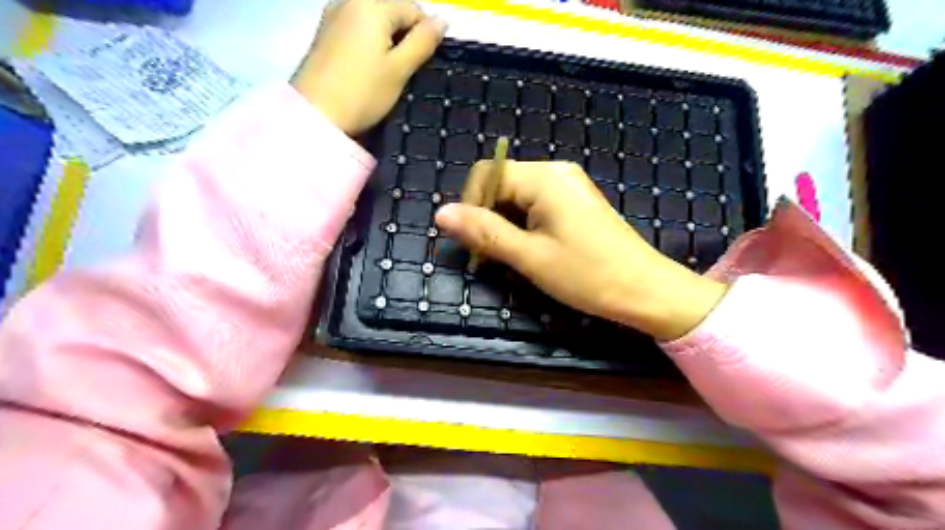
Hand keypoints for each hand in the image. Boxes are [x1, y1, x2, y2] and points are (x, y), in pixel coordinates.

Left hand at [293, 0, 447, 135]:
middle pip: (392, 11)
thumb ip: (423, 42)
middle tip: (404, 71)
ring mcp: (333, 15)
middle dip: (404, 37)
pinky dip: (369, 45)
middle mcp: (351, 0)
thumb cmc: (362, 93)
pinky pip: (357, 29)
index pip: (413, 9)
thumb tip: (443, 20)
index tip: (421, 65)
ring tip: (386, 73)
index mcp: (372, 5)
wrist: (315, 115)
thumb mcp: (399, 70)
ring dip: (387, 42)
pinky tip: (367, 69)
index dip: (424, 36)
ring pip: (374, 21)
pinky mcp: (324, 33)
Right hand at [436, 160, 729, 340]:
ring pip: (517, 196)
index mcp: (543, 178)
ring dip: (504, 224)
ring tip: (512, 256)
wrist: (645, 290)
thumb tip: (441, 214)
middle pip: (502, 183)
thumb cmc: (587, 274)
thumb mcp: (529, 257)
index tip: (474, 243)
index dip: (471, 206)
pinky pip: (536, 205)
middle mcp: (555, 172)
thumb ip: (484, 232)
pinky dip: (523, 225)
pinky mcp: (575, 202)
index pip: (487, 175)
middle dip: (488, 216)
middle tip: (491, 255)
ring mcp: (568, 186)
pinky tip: (531, 249)